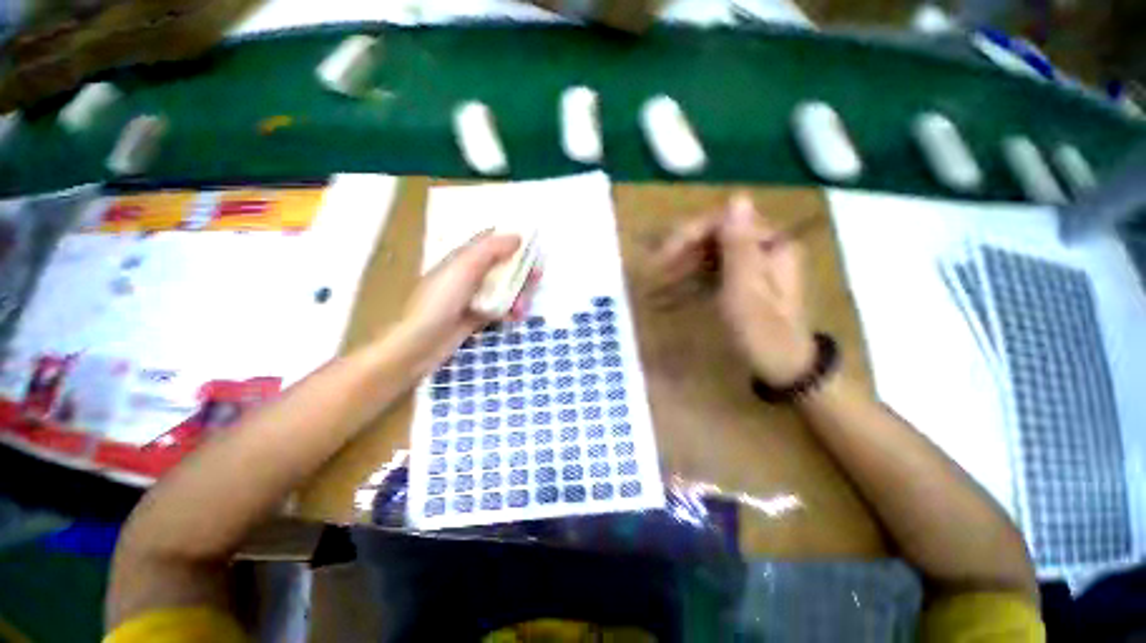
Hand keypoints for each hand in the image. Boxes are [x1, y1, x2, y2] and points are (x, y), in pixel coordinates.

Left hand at [395, 233, 537, 369]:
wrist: (420, 344)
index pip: (492, 242)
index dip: (513, 242)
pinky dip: (511, 310)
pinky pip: (500, 308)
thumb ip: (490, 250)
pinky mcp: (477, 316)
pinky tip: (516, 317)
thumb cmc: (440, 301)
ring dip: (518, 294)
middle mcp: (470, 274)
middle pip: (503, 266)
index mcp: (464, 258)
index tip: (532, 248)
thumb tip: (517, 236)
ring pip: (504, 288)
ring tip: (523, 308)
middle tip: (537, 278)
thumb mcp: (465, 268)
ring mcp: (474, 297)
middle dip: (521, 272)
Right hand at [651, 194, 814, 385]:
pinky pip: (708, 277)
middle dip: (680, 256)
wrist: (783, 369)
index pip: (724, 222)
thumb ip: (739, 246)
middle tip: (653, 275)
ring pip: (706, 259)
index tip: (663, 255)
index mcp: (769, 245)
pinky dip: (687, 287)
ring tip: (652, 293)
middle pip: (713, 239)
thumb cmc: (763, 332)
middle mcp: (760, 249)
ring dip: (679, 273)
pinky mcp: (739, 284)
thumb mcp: (747, 290)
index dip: (690, 233)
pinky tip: (664, 301)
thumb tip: (737, 196)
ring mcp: (749, 267)